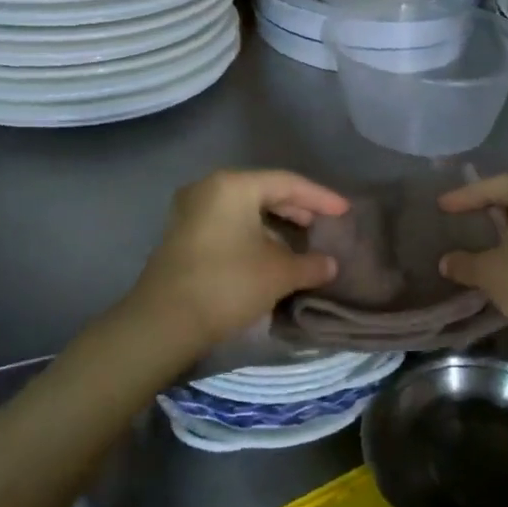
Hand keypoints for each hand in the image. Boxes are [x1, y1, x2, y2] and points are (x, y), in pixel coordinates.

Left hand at [128, 170, 347, 350]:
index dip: (321, 198)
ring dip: (276, 222)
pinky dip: (255, 232)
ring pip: (246, 208)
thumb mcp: (279, 274)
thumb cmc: (227, 285)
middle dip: (298, 207)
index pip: (288, 183)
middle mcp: (209, 189)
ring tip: (303, 238)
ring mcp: (191, 211)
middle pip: (265, 190)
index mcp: (233, 186)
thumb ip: (311, 264)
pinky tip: (272, 251)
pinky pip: (229, 222)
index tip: (345, 211)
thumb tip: (330, 264)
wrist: (163, 324)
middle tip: (325, 223)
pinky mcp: (183, 235)